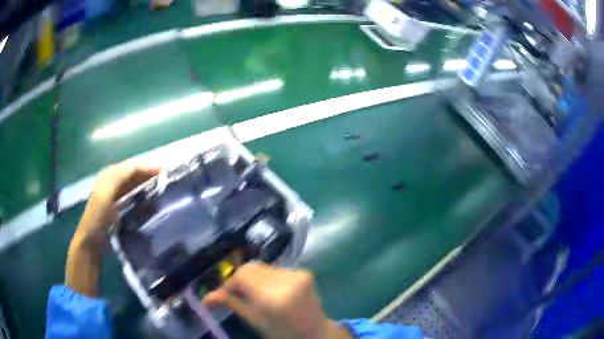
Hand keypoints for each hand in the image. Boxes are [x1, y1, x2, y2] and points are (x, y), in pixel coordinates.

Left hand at [75, 161, 161, 246]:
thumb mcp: (106, 195)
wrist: (91, 240)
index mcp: (109, 175)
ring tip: (161, 187)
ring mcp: (114, 194)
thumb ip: (120, 178)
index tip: (164, 171)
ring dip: (146, 183)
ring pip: (133, 183)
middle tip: (166, 178)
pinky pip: (131, 195)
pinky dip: (141, 194)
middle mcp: (111, 181)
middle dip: (148, 173)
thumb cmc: (98, 217)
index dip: (146, 166)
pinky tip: (149, 199)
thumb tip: (141, 167)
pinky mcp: (117, 206)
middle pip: (133, 173)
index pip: (131, 166)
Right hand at [203, 263, 350, 338]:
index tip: (223, 294)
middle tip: (236, 293)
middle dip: (240, 279)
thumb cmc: (282, 333)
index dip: (229, 283)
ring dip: (254, 278)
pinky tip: (271, 292)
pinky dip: (268, 279)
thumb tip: (206, 297)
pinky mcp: (305, 272)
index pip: (242, 275)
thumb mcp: (254, 321)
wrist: (315, 333)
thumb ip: (232, 304)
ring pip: (263, 268)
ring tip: (255, 295)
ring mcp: (298, 274)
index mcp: (272, 297)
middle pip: (252, 267)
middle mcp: (286, 280)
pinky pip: (277, 270)